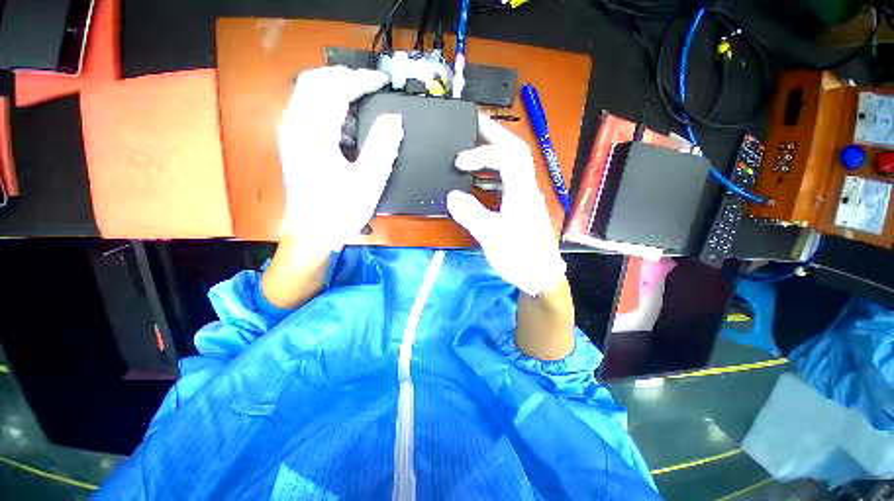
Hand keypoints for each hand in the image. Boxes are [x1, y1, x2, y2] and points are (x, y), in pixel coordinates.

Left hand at [278, 66, 403, 250]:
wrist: (313, 233)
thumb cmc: (341, 210)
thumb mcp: (369, 181)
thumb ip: (383, 147)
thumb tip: (395, 118)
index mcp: (314, 134)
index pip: (336, 90)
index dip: (361, 80)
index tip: (383, 82)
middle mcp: (295, 126)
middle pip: (314, 81)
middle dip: (344, 76)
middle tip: (370, 84)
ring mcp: (290, 133)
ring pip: (306, 92)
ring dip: (333, 86)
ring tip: (360, 95)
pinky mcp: (293, 143)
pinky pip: (306, 107)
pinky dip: (326, 102)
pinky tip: (344, 117)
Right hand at [447, 114, 565, 296]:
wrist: (540, 276)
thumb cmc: (519, 256)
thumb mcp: (491, 236)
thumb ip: (471, 214)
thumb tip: (452, 195)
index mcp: (521, 191)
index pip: (507, 155)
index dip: (483, 151)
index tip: (460, 162)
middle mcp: (527, 188)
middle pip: (515, 151)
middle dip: (494, 134)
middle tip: (473, 124)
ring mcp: (525, 197)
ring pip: (512, 165)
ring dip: (493, 154)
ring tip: (472, 150)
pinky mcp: (522, 207)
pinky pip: (507, 182)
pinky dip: (492, 174)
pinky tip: (479, 181)